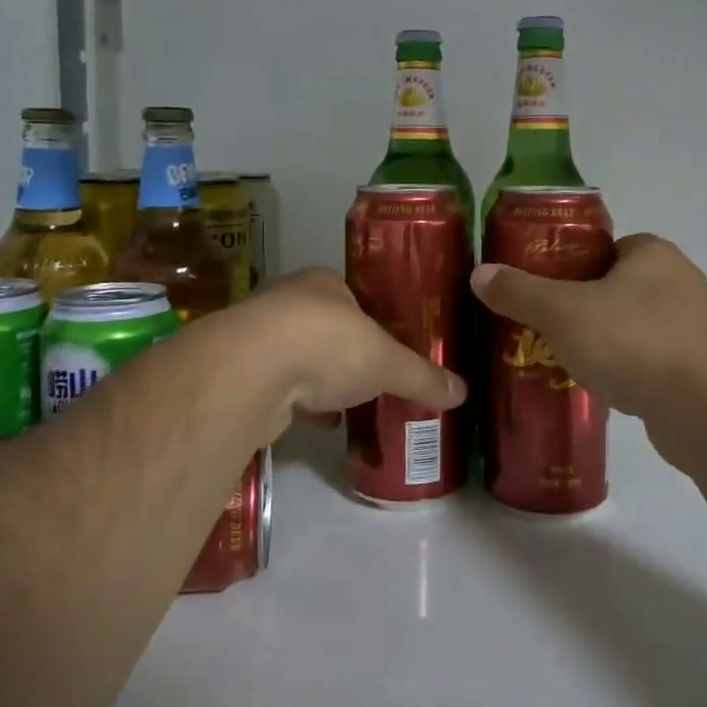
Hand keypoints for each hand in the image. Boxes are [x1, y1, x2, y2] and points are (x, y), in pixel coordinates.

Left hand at [231, 269, 466, 441]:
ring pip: (301, 358)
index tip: (392, 345)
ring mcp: (261, 338)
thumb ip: (422, 376)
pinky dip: (303, 404)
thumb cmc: (327, 344)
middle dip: (348, 353)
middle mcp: (289, 302)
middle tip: (376, 377)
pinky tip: (324, 423)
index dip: (375, 320)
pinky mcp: (243, 375)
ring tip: (354, 402)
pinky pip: (283, 388)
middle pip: (327, 328)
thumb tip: (463, 393)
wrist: (251, 372)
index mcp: (323, 283)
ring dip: (323, 380)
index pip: (355, 297)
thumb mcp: (387, 361)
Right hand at [470, 235, 706, 422]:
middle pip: (614, 288)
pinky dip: (626, 371)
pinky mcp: (700, 370)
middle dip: (579, 308)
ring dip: (603, 342)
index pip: (602, 248)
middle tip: (542, 328)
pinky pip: (649, 362)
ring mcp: (694, 328)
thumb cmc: (633, 341)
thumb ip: (520, 291)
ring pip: (632, 327)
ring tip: (563, 361)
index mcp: (652, 253)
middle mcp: (679, 282)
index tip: (539, 291)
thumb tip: (479, 273)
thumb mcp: (563, 311)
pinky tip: (601, 389)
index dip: (567, 266)